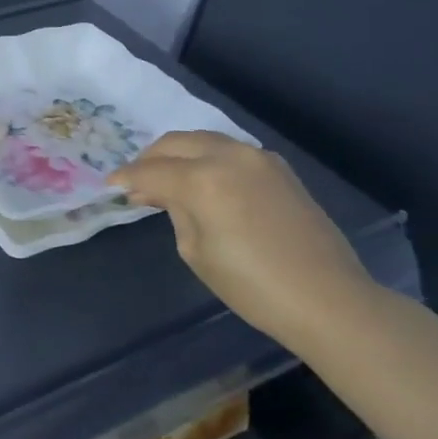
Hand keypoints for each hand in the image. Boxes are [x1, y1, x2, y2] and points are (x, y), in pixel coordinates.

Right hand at [109, 131, 378, 353]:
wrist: (327, 298)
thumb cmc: (252, 285)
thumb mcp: (196, 251)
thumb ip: (174, 210)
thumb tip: (159, 193)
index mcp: (202, 179)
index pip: (150, 171)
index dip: (126, 178)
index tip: (110, 185)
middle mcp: (228, 156)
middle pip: (175, 143)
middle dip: (150, 158)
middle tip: (135, 180)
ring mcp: (257, 157)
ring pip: (203, 140)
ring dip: (179, 153)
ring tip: (165, 176)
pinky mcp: (278, 167)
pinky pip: (229, 150)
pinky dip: (206, 157)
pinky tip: (202, 178)